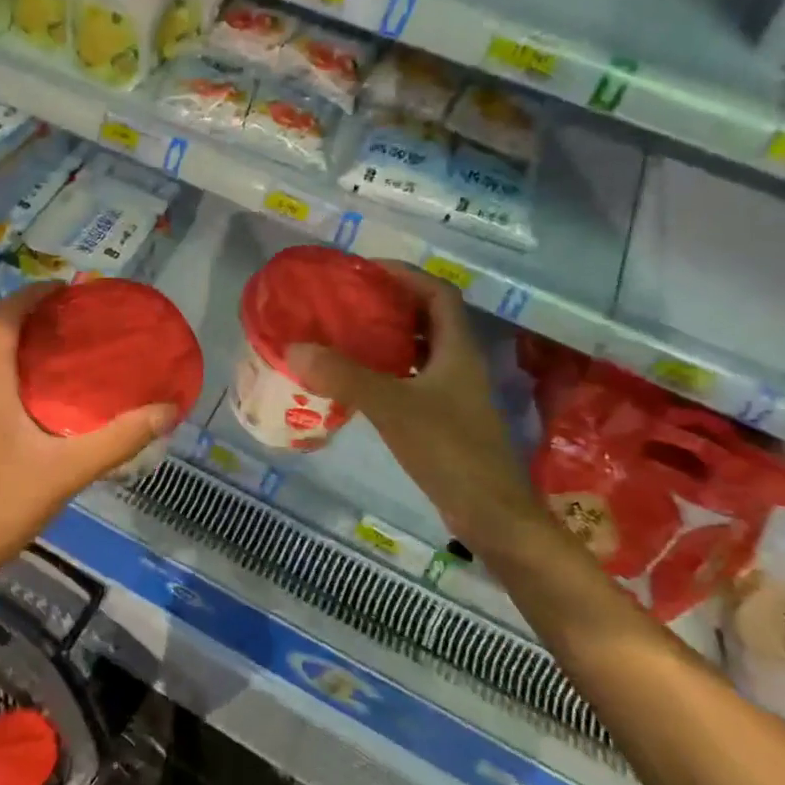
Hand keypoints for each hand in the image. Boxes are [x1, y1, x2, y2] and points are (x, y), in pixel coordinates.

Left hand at [0, 284, 177, 590]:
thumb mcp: (66, 471)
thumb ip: (119, 439)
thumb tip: (168, 410)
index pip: (4, 316)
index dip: (33, 294)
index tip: (70, 289)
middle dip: (28, 314)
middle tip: (73, 318)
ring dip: (15, 341)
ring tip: (59, 348)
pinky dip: (6, 369)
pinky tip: (35, 398)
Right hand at [285, 264, 536, 548]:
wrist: (490, 513)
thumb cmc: (449, 449)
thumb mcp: (393, 407)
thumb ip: (345, 376)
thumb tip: (295, 348)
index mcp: (457, 348)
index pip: (437, 292)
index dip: (405, 275)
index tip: (365, 272)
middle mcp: (458, 363)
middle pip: (426, 318)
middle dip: (389, 304)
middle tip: (346, 302)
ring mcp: (452, 393)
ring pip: (418, 351)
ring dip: (386, 339)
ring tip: (344, 335)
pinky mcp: (443, 419)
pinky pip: (411, 380)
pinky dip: (386, 373)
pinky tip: (357, 382)